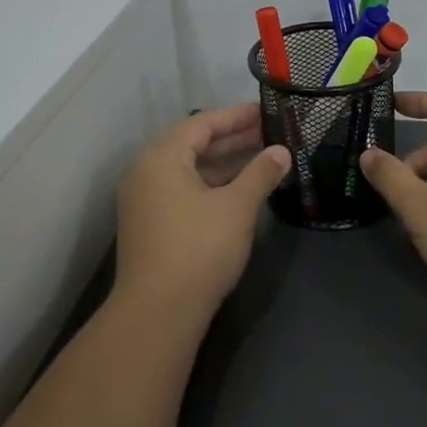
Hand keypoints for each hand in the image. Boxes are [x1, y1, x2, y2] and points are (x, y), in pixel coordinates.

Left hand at [113, 103, 289, 324]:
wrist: (157, 314)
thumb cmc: (198, 249)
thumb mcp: (237, 207)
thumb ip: (260, 174)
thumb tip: (282, 152)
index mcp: (162, 156)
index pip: (202, 123)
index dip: (236, 116)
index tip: (266, 112)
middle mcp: (146, 171)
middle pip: (193, 143)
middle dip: (232, 138)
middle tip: (268, 133)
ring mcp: (145, 200)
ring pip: (189, 169)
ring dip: (223, 162)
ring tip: (261, 158)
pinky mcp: (150, 225)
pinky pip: (183, 189)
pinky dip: (211, 184)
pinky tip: (238, 190)